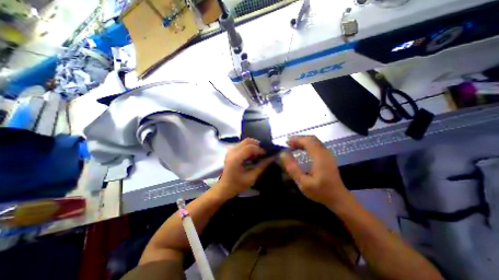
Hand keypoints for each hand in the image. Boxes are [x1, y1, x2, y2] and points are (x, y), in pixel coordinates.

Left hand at [214, 138, 273, 198]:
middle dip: (257, 145)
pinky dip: (249, 147)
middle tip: (263, 153)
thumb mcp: (251, 177)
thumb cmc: (238, 185)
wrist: (224, 187)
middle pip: (247, 141)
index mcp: (236, 158)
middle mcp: (232, 151)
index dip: (259, 149)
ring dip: (253, 145)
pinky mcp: (231, 151)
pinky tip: (252, 155)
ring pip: (245, 141)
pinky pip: (242, 144)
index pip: (250, 147)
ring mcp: (230, 150)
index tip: (266, 155)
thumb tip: (272, 158)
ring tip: (258, 154)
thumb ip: (262, 166)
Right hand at [280, 136, 350, 207]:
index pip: (308, 141)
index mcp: (320, 157)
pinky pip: (317, 146)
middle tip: (288, 143)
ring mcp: (328, 154)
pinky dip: (307, 145)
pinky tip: (302, 150)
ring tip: (292, 146)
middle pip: (312, 139)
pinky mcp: (328, 157)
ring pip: (315, 142)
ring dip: (303, 141)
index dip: (296, 139)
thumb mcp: (303, 183)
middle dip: (299, 139)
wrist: (339, 198)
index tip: (286, 142)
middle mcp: (325, 153)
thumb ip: (292, 168)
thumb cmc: (320, 191)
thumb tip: (283, 154)